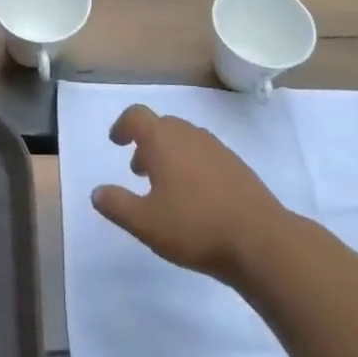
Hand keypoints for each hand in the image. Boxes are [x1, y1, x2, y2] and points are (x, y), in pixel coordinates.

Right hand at [91, 105, 288, 283]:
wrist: (260, 240)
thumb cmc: (194, 226)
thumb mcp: (145, 223)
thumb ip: (117, 205)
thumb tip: (97, 192)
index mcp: (163, 140)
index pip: (136, 116)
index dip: (122, 126)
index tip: (116, 142)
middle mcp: (189, 135)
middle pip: (162, 125)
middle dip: (146, 143)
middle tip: (138, 171)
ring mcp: (217, 148)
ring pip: (185, 140)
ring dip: (169, 155)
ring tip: (165, 188)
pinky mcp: (237, 166)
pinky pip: (204, 155)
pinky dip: (192, 166)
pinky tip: (196, 198)